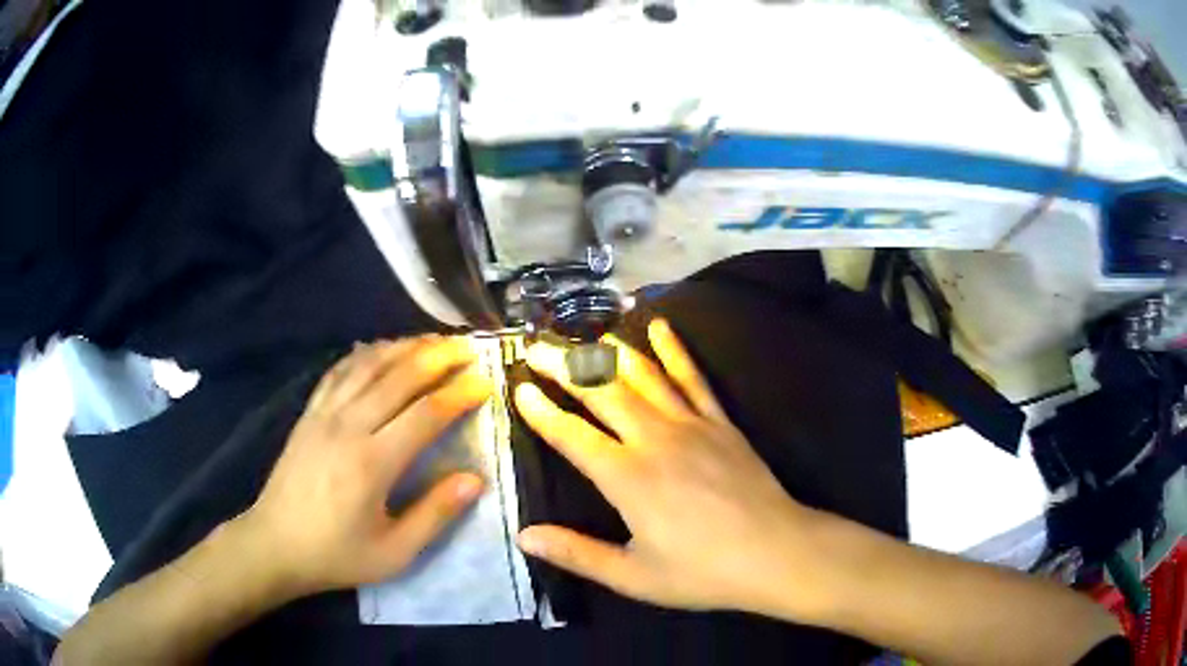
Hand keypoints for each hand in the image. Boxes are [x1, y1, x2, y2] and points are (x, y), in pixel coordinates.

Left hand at [235, 335, 492, 596]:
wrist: (274, 545)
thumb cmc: (337, 554)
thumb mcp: (394, 553)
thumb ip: (435, 515)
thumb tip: (475, 479)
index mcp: (372, 463)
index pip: (425, 414)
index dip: (459, 394)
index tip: (486, 382)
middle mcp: (348, 427)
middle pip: (398, 376)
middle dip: (438, 356)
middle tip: (469, 347)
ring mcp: (324, 415)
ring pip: (368, 365)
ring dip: (404, 347)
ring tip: (433, 339)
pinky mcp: (308, 414)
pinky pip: (338, 372)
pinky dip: (364, 354)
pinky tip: (380, 349)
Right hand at [514, 319, 828, 617]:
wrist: (777, 553)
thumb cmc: (703, 572)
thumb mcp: (634, 577)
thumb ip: (577, 553)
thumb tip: (524, 536)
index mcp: (627, 478)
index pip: (572, 435)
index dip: (541, 411)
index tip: (519, 387)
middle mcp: (654, 440)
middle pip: (601, 392)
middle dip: (564, 366)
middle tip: (537, 347)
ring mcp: (691, 424)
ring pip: (643, 376)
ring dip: (609, 351)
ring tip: (583, 334)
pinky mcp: (720, 422)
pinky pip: (693, 377)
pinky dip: (674, 349)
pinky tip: (660, 326)